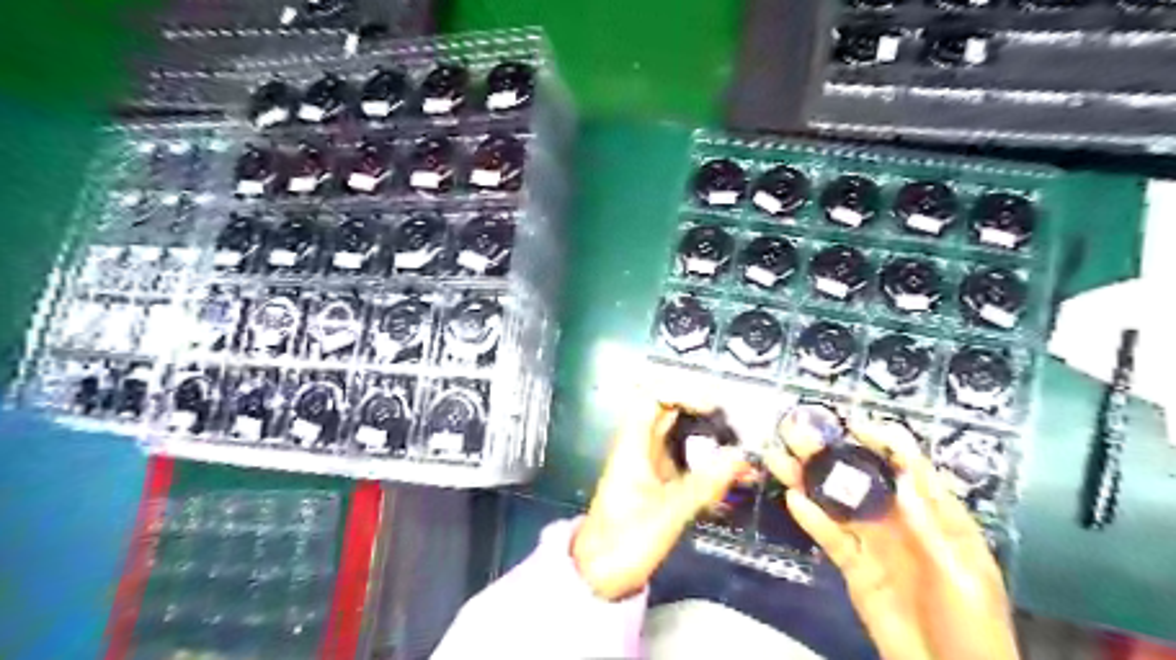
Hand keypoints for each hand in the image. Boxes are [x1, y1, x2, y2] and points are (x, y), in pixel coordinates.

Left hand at [575, 401, 748, 599]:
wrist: (600, 575)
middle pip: (671, 412)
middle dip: (705, 413)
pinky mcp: (661, 483)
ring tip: (742, 452)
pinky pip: (689, 461)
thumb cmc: (624, 542)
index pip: (653, 397)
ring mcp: (652, 465)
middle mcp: (641, 448)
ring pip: (683, 437)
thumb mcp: (667, 514)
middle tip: (738, 426)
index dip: (682, 392)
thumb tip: (741, 458)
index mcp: (633, 445)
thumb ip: (704, 485)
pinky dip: (710, 463)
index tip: (713, 406)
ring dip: (712, 439)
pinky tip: (734, 477)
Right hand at [764, 407, 1021, 659]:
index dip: (883, 441)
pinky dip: (811, 518)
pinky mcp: (853, 564)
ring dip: (809, 479)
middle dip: (830, 453)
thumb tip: (902, 476)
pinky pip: (830, 536)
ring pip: (837, 502)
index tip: (853, 426)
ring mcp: (873, 541)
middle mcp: (899, 519)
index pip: (907, 465)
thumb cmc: (972, 626)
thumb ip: (929, 527)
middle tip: (796, 432)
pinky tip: (793, 500)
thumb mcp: (962, 575)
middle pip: (861, 478)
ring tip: (778, 458)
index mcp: (935, 514)